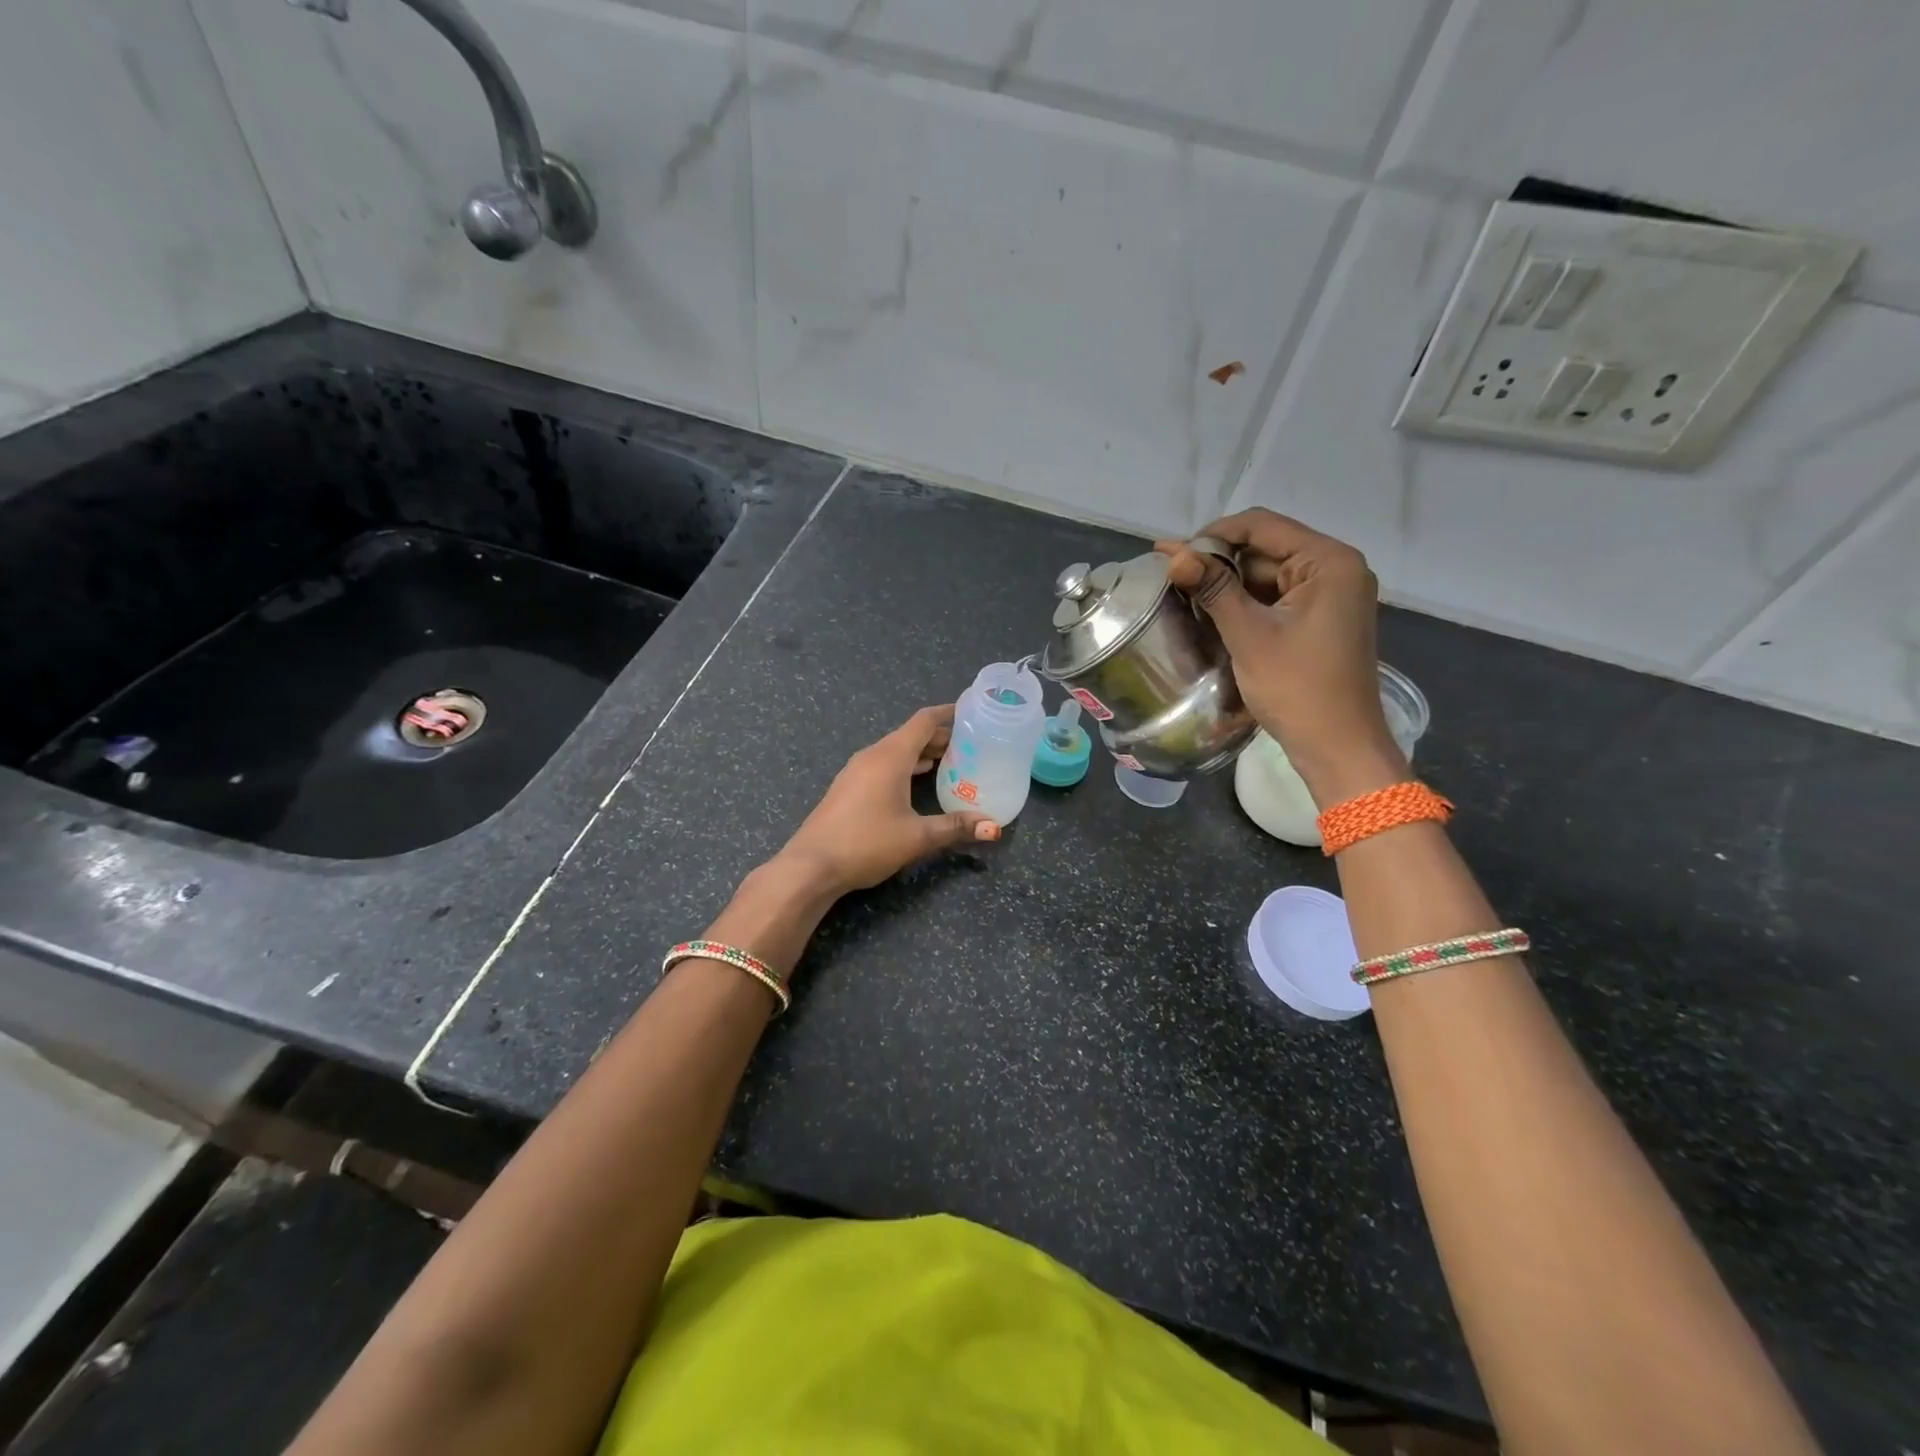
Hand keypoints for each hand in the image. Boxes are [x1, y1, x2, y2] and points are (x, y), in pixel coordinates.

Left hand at [777, 705, 1001, 896]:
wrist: (810, 866)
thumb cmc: (866, 843)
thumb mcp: (917, 837)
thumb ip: (955, 827)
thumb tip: (994, 827)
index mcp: (890, 757)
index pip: (924, 721)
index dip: (948, 713)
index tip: (972, 711)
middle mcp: (872, 756)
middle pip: (911, 735)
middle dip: (941, 736)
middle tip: (972, 744)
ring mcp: (856, 771)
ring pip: (896, 751)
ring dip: (922, 753)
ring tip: (952, 762)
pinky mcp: (848, 788)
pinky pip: (883, 765)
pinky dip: (906, 766)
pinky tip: (917, 783)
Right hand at [1155, 510, 1404, 804]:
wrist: (1337, 747)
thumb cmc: (1297, 688)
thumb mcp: (1250, 635)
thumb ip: (1213, 589)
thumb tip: (1174, 555)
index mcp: (1328, 562)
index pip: (1263, 526)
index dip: (1213, 535)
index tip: (1171, 555)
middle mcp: (1335, 569)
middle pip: (1265, 549)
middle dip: (1217, 562)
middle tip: (1168, 574)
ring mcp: (1329, 596)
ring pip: (1266, 576)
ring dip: (1226, 585)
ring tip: (1181, 592)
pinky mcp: (1319, 620)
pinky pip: (1275, 599)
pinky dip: (1244, 604)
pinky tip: (1209, 612)